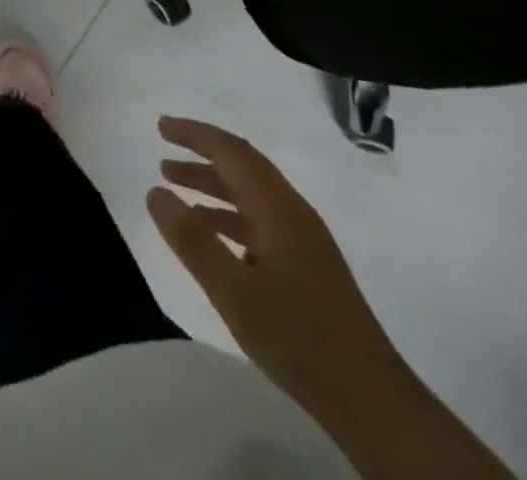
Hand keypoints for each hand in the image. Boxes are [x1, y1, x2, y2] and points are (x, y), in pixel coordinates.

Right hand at [146, 116, 403, 429]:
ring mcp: (303, 237)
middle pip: (242, 165)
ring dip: (211, 182)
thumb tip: (155, 192)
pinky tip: (209, 230)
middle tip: (163, 147)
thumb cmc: (298, 339)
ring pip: (249, 192)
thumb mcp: (234, 292)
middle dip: (201, 152)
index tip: (161, 125)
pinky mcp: (307, 262)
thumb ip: (192, 239)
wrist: (372, 400)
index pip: (230, 152)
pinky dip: (227, 212)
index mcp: (277, 208)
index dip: (194, 134)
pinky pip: (258, 218)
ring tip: (173, 183)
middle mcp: (292, 211)